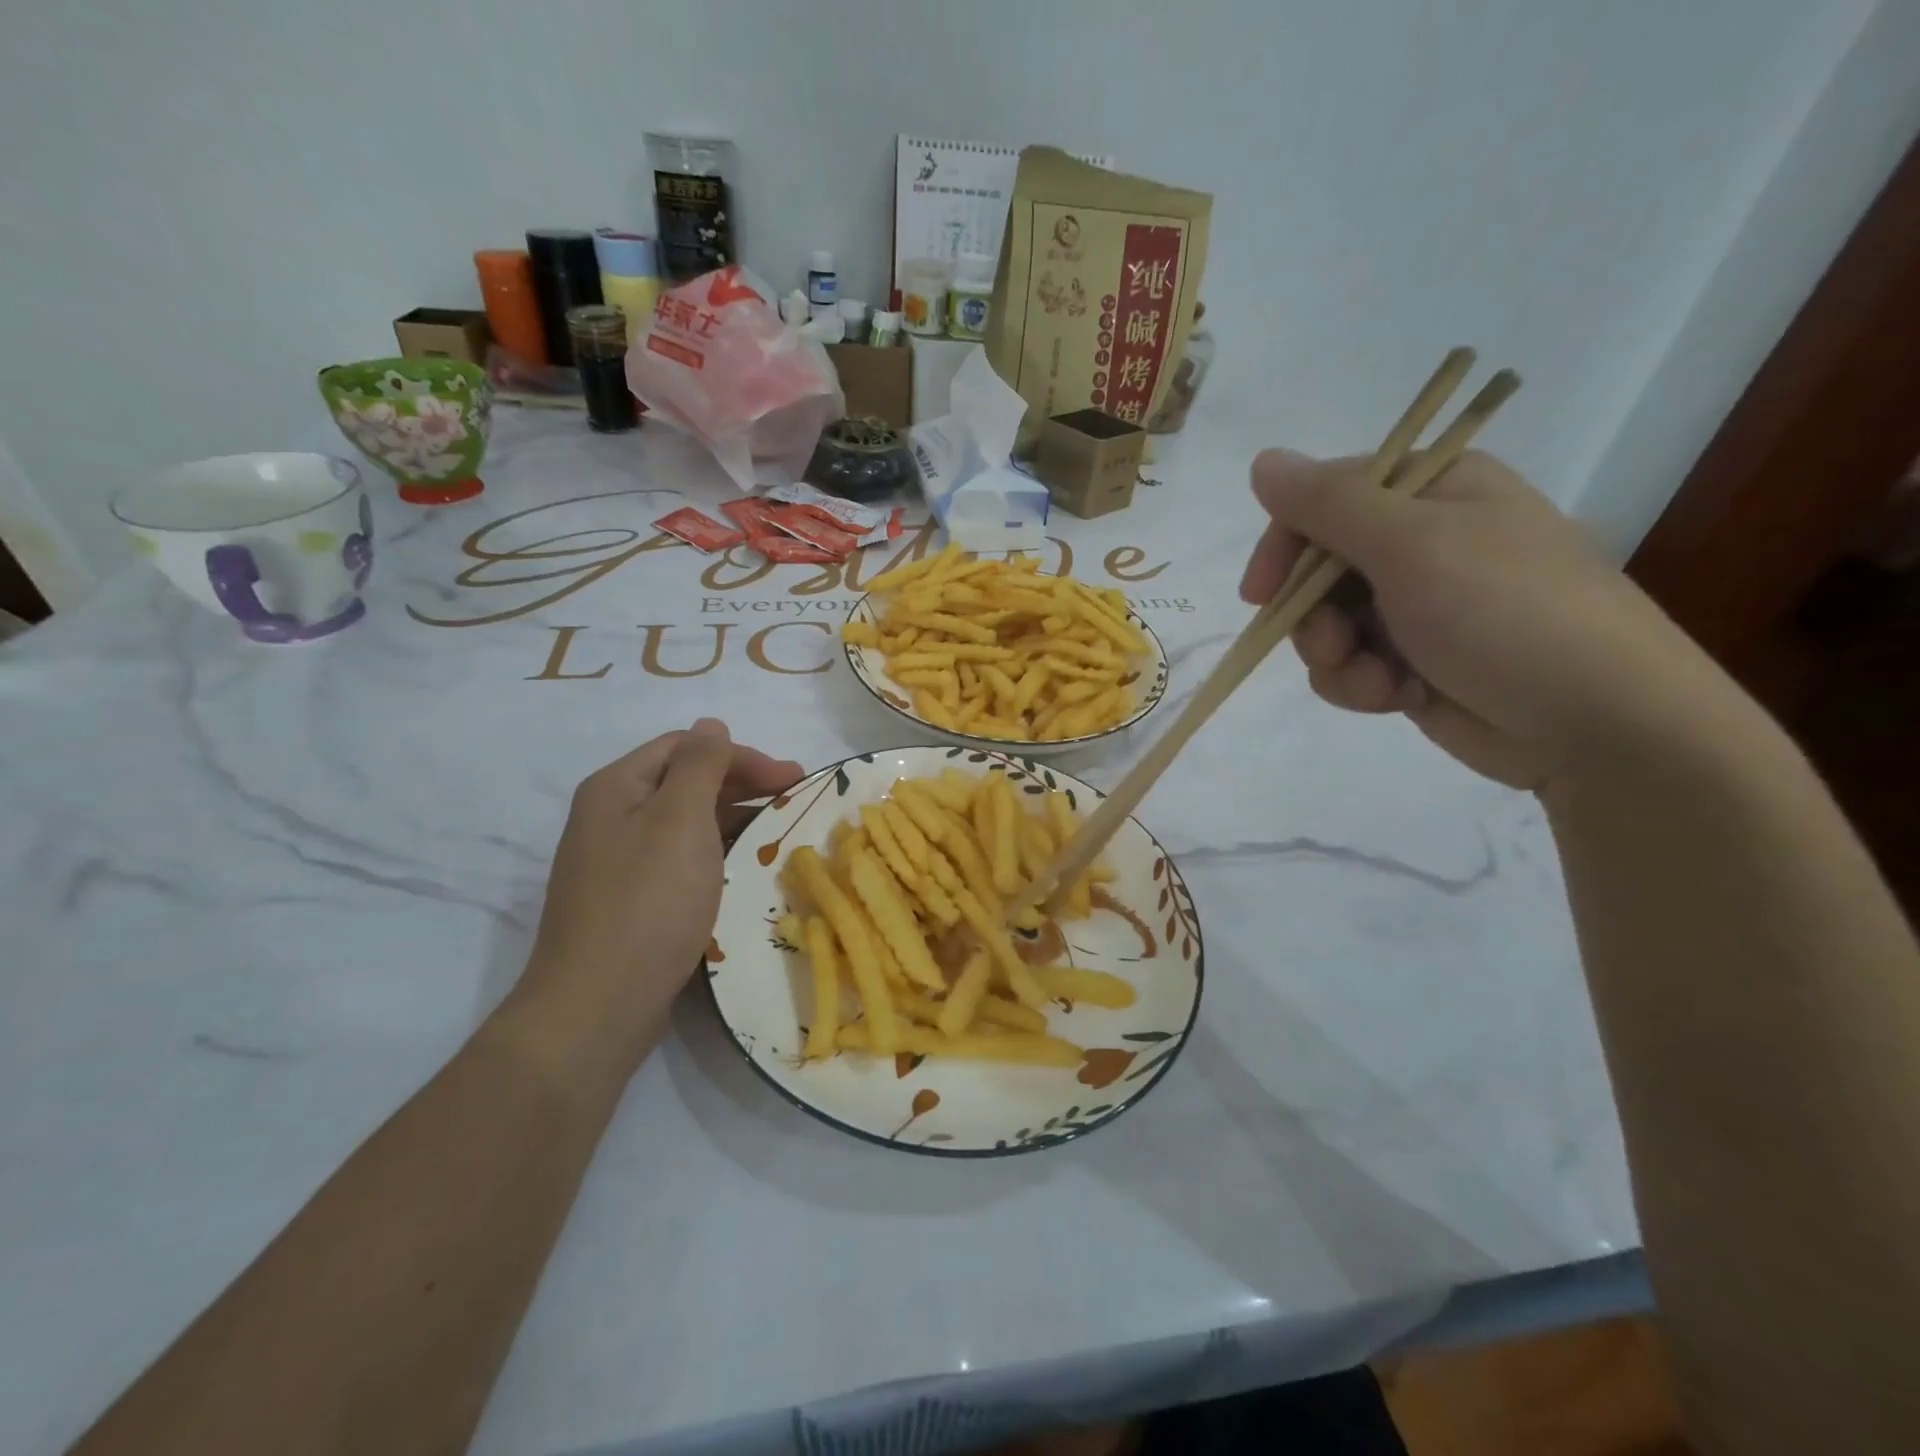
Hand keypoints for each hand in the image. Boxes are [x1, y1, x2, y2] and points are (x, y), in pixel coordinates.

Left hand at [513, 719, 802, 1067]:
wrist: (597, 1004)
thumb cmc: (647, 901)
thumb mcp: (679, 819)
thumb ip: (700, 765)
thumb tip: (711, 724)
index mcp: (617, 787)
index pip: (685, 747)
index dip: (741, 755)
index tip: (791, 777)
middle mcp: (611, 817)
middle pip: (684, 782)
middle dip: (742, 785)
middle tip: (794, 798)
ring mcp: (618, 862)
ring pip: (685, 823)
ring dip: (733, 820)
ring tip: (777, 833)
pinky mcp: (630, 900)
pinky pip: (680, 860)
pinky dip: (716, 854)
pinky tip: (743, 869)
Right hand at [1239, 449, 1720, 789]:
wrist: (1595, 724)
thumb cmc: (1507, 613)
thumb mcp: (1412, 545)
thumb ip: (1329, 503)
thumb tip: (1262, 461)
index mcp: (1433, 490)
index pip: (1324, 500)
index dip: (1285, 545)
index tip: (1260, 594)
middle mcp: (1422, 541)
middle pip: (1317, 568)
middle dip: (1313, 616)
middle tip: (1334, 644)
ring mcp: (1417, 604)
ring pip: (1325, 624)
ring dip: (1336, 659)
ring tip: (1379, 680)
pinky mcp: (1412, 659)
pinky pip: (1350, 665)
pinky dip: (1361, 685)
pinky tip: (1398, 698)